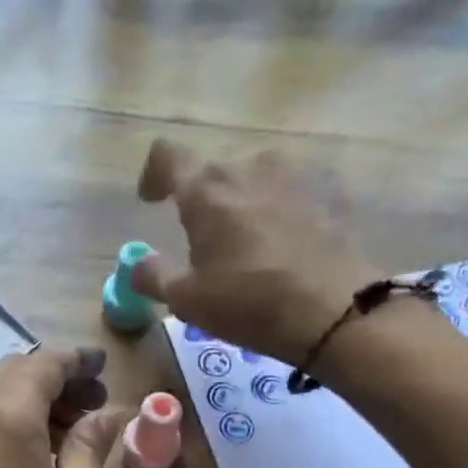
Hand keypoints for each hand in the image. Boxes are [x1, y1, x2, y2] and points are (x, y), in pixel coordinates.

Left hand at [0, 347, 128, 467]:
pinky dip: (19, 419)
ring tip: (77, 425)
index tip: (105, 368)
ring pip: (0, 395)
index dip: (77, 361)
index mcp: (8, 413)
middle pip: (17, 372)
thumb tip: (109, 414)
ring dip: (38, 398)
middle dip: (58, 377)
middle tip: (95, 400)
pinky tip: (45, 447)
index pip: (44, 364)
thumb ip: (92, 444)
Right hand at [129, 139, 380, 365]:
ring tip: (249, 249)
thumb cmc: (248, 304)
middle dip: (204, 204)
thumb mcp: (187, 301)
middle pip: (214, 174)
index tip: (152, 200)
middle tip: (207, 248)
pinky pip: (291, 194)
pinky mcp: (328, 190)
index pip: (167, 157)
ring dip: (244, 206)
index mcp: (206, 189)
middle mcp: (248, 166)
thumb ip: (154, 277)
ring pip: (254, 181)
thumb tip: (136, 266)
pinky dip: (280, 213)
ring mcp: (293, 173)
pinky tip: (286, 248)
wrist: (331, 310)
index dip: (154, 175)